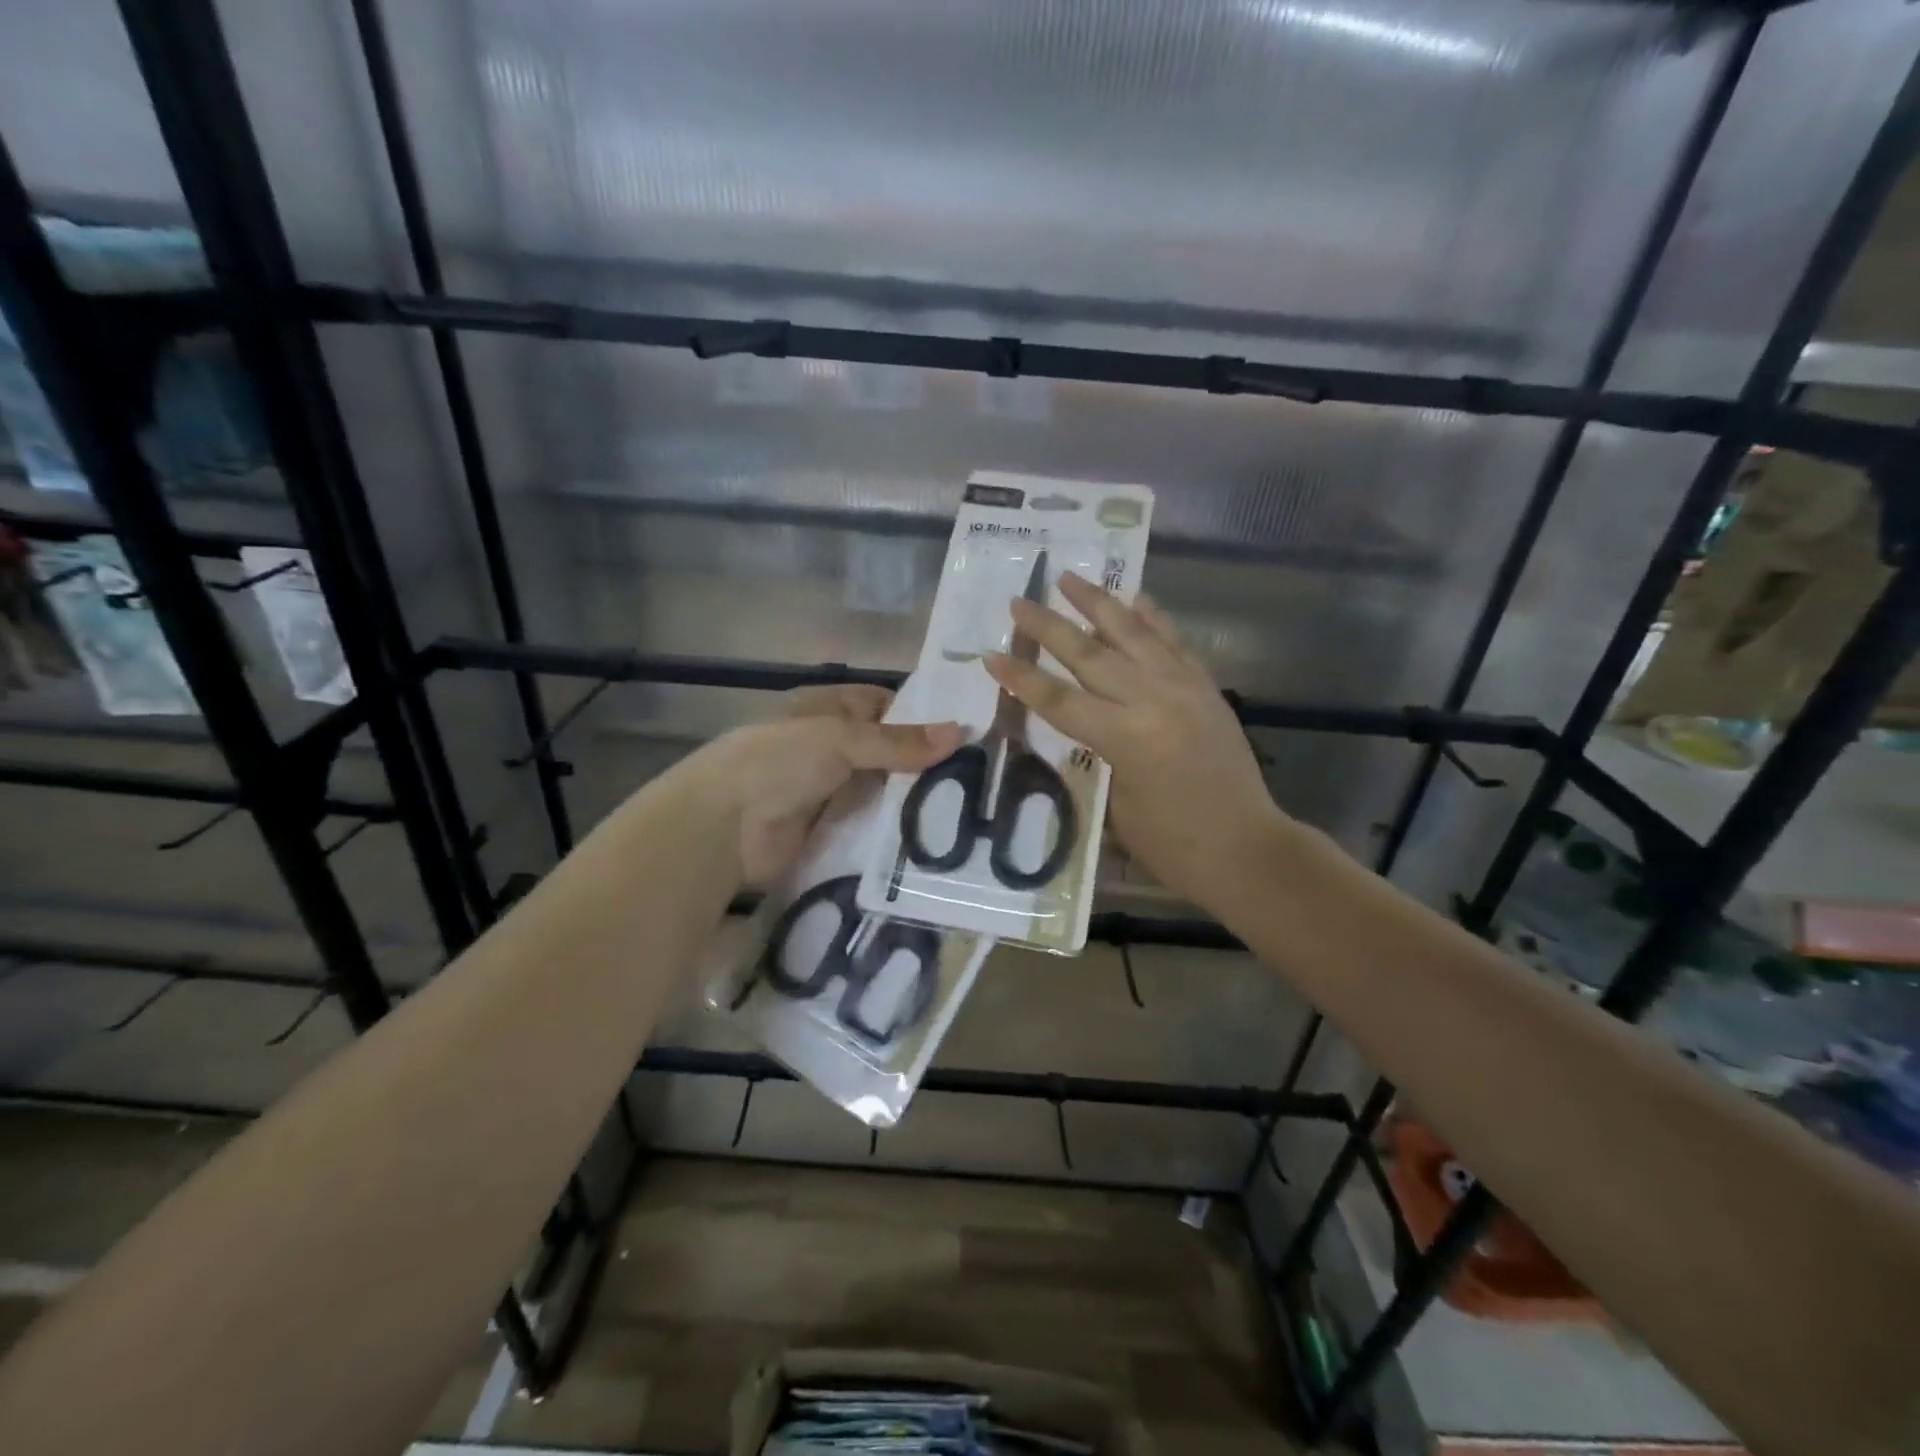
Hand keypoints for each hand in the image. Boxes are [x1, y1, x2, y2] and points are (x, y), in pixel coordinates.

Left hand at [703, 685, 962, 885]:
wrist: (724, 827)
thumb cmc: (779, 762)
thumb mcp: (841, 740)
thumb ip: (899, 742)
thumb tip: (960, 732)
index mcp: (825, 709)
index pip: (883, 704)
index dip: (920, 715)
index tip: (964, 732)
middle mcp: (828, 745)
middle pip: (885, 750)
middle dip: (922, 762)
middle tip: (977, 775)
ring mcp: (827, 788)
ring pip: (880, 788)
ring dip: (910, 797)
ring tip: (967, 806)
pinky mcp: (828, 828)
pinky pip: (868, 823)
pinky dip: (893, 827)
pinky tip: (932, 834)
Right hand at [985, 574, 1286, 909]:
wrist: (1248, 848)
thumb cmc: (1173, 845)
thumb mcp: (1117, 805)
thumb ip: (1096, 755)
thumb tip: (1082, 724)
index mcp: (1126, 739)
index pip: (1059, 700)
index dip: (1021, 678)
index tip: (990, 655)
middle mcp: (1154, 700)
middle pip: (1088, 654)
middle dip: (1047, 626)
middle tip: (1017, 602)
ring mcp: (1185, 687)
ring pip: (1132, 633)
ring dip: (1097, 603)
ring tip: (1069, 577)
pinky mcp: (1206, 686)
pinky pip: (1173, 642)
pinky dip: (1151, 618)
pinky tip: (1134, 599)